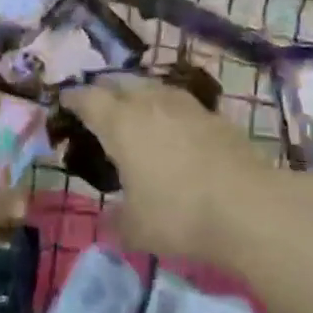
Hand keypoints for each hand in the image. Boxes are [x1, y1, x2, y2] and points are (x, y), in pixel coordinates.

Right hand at [59, 75, 288, 264]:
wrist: (248, 206)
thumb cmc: (178, 215)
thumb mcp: (135, 228)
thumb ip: (115, 220)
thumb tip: (109, 219)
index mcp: (120, 123)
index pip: (87, 99)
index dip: (73, 99)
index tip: (64, 103)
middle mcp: (149, 103)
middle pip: (120, 83)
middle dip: (105, 91)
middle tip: (98, 108)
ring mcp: (185, 104)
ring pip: (152, 88)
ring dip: (138, 96)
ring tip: (135, 114)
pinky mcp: (213, 114)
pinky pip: (179, 103)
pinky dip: (167, 110)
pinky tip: (172, 129)